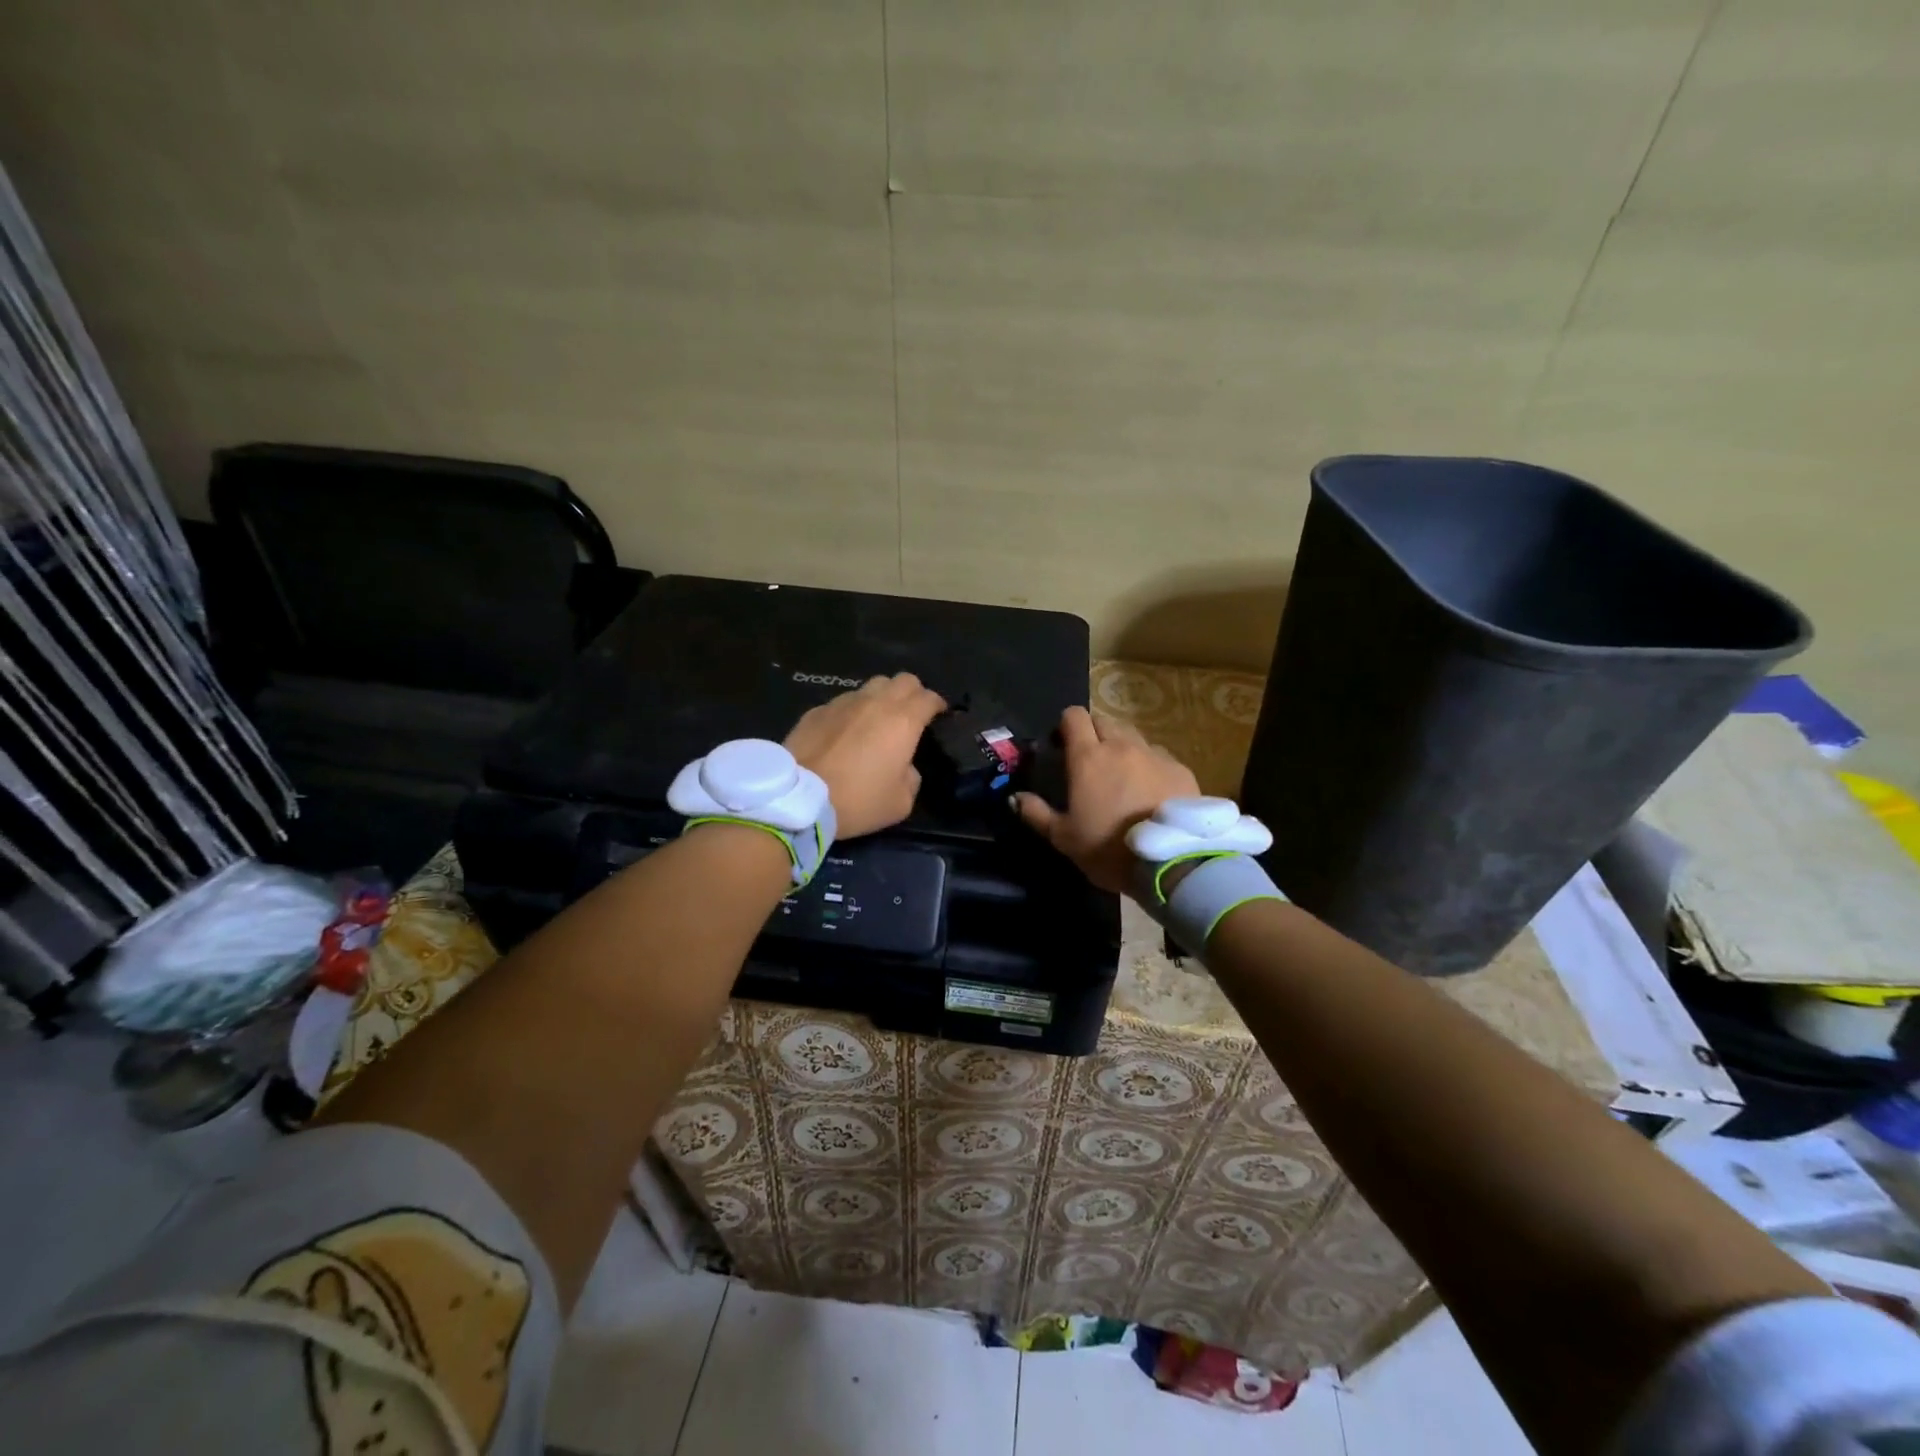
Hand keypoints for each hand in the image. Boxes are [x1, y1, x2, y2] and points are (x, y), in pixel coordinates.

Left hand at [784, 673, 946, 838]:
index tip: (939, 716)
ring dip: (880, 698)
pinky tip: (845, 733)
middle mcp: (875, 702)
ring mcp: (843, 702)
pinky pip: (843, 702)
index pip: (929, 697)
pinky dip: (851, 712)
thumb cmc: (858, 800)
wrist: (800, 798)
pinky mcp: (817, 710)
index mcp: (903, 721)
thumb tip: (905, 766)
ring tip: (877, 720)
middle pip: (903, 680)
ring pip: (871, 686)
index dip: (937, 705)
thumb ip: (912, 777)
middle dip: (912, 693)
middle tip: (911, 713)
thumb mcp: (900, 802)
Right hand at [1012, 706, 1198, 894]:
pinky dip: (1149, 765)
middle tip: (1090, 760)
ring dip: (1122, 747)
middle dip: (1094, 732)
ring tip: (1121, 775)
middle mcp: (1121, 746)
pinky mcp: (1180, 768)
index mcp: (1088, 757)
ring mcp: (1154, 755)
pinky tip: (1150, 790)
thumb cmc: (1108, 849)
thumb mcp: (1064, 838)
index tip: (1062, 745)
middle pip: (1104, 720)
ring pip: (1133, 736)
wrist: (1171, 861)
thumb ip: (1036, 813)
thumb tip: (1015, 797)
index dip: (1066, 725)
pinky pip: (1159, 756)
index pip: (1074, 716)